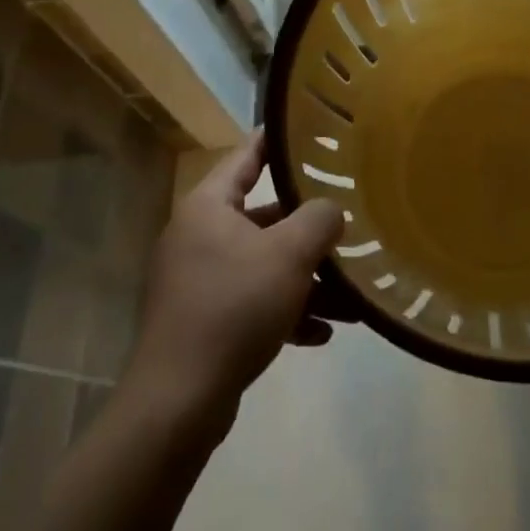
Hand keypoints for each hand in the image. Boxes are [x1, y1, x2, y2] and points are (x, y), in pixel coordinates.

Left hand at [125, 130, 343, 436]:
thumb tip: (332, 212)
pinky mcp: (204, 320)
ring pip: (265, 265)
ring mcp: (199, 281)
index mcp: (209, 207)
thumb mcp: (289, 254)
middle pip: (265, 217)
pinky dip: (288, 311)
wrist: (178, 402)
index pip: (246, 157)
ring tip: (351, 297)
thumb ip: (320, 219)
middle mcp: (199, 237)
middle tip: (349, 220)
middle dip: (309, 228)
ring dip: (307, 278)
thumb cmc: (234, 308)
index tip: (310, 129)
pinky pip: (254, 302)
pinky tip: (323, 333)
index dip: (277, 140)